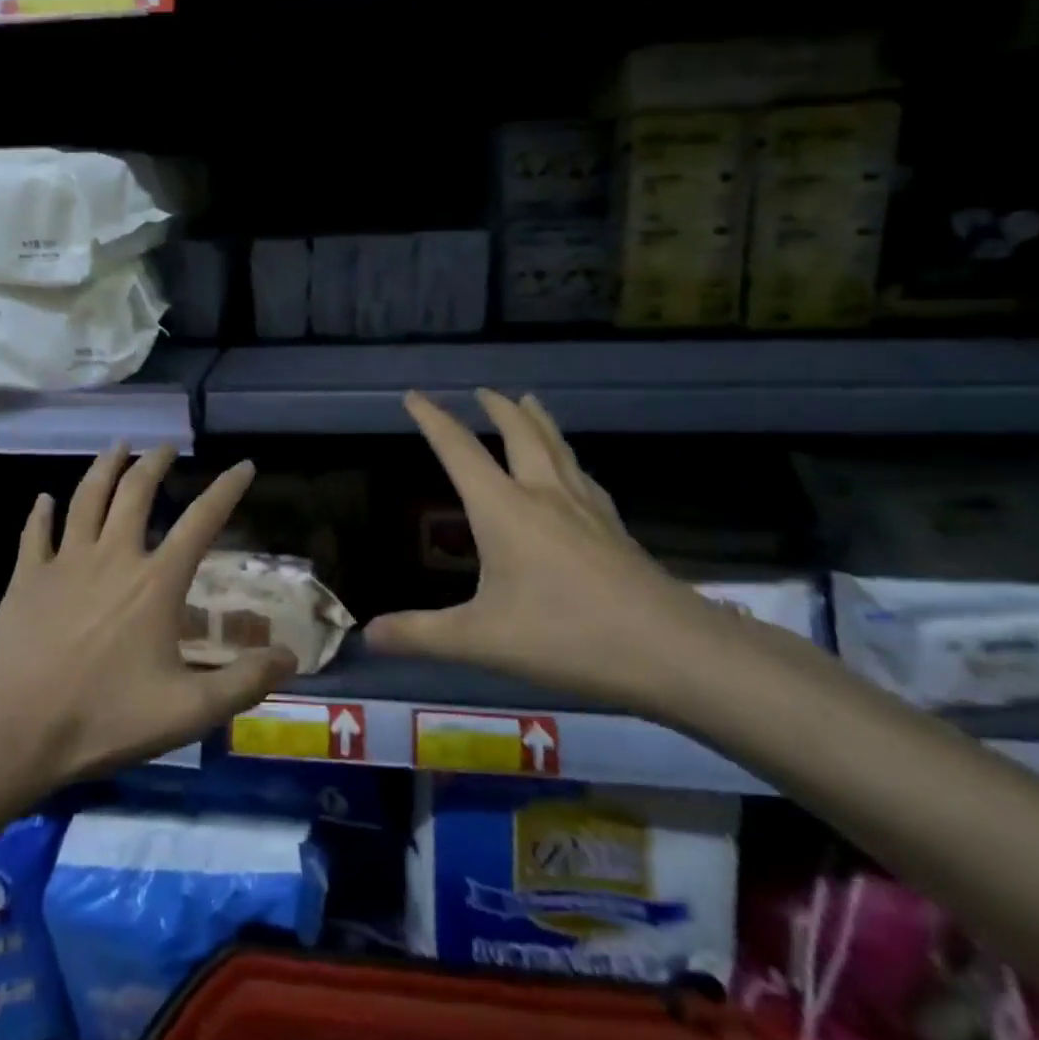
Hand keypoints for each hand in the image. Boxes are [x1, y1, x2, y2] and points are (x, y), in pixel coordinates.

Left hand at [0, 444, 297, 787]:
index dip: (226, 490)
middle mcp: (113, 557)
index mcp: (155, 582)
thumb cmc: (103, 718)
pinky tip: (43, 500)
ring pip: (87, 498)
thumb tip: (290, 657)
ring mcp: (65, 562)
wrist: (13, 729)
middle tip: (166, 447)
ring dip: (105, 468)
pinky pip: (35, 533)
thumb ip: (243, 682)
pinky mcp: (27, 577)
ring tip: (118, 446)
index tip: (244, 465)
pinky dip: (41, 513)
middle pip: (136, 493)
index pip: (201, 521)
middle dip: (155, 464)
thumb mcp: (187, 711)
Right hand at [365, 390, 715, 712]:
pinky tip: (574, 470)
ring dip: (537, 420)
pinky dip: (567, 458)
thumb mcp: (481, 641)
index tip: (413, 395)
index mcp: (504, 508)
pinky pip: (582, 475)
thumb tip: (367, 634)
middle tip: (483, 390)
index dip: (433, 420)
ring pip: (557, 447)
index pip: (459, 450)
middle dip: (496, 407)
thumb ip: (421, 635)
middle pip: (519, 433)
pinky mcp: (614, 527)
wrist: (671, 649)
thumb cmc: (566, 635)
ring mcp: (584, 507)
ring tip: (529, 403)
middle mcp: (543, 494)